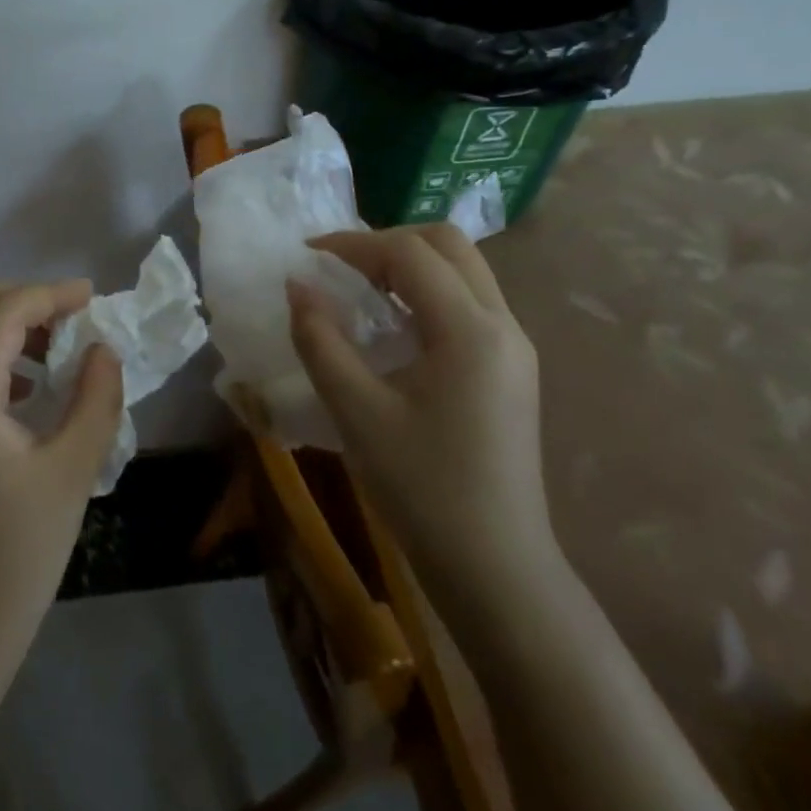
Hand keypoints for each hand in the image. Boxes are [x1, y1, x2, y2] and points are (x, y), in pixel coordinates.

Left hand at [0, 280, 122, 684]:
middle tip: (68, 312)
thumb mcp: (72, 472)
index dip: (50, 294)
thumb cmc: (16, 555)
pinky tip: (30, 389)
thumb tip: (102, 350)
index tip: (93, 297)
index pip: (3, 314)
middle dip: (18, 297)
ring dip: (4, 325)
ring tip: (57, 347)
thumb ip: (95, 399)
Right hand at [286, 224, 556, 623]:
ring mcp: (514, 348)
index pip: (410, 254)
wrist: (495, 569)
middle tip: (339, 265)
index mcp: (470, 331)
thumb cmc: (422, 488)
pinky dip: (427, 292)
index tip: (306, 256)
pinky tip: (392, 325)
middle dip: (387, 242)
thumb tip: (296, 285)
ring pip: (464, 271)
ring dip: (410, 264)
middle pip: (448, 245)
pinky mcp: (511, 370)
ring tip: (359, 288)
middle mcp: (502, 326)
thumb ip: (320, 340)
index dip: (353, 244)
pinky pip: (469, 303)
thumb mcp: (355, 411)